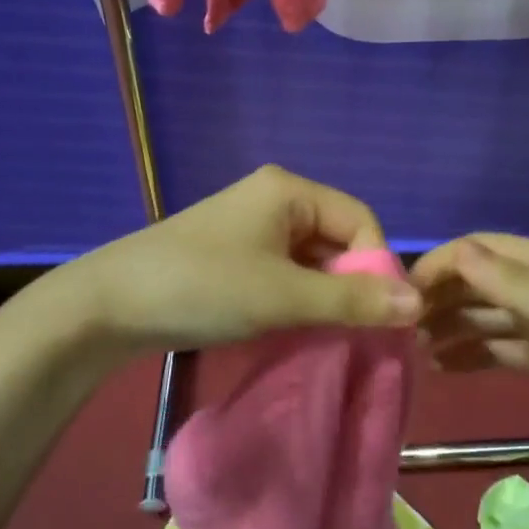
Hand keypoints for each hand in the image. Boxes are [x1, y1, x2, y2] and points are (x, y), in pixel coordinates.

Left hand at [58, 166, 423, 356]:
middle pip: (336, 239)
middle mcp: (274, 198)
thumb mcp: (283, 296)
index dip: (376, 266)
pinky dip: (296, 299)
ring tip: (325, 338)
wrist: (108, 305)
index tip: (379, 318)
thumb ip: (352, 301)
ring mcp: (251, 226)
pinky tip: (293, 330)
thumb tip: (420, 303)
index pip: (360, 220)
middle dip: (350, 286)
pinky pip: (284, 271)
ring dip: (323, 297)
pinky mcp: (234, 253)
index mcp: (290, 190)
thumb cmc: (204, 287)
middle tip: (354, 335)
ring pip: (310, 260)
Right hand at [411, 234, 528, 471]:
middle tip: (402, 328)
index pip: (482, 250)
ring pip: (489, 315)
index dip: (442, 264)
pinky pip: (503, 348)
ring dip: (453, 326)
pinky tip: (444, 368)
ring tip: (415, 350)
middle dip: (442, 297)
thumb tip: (454, 251)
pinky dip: (474, 353)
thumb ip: (510, 284)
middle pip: (482, 280)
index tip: (403, 294)